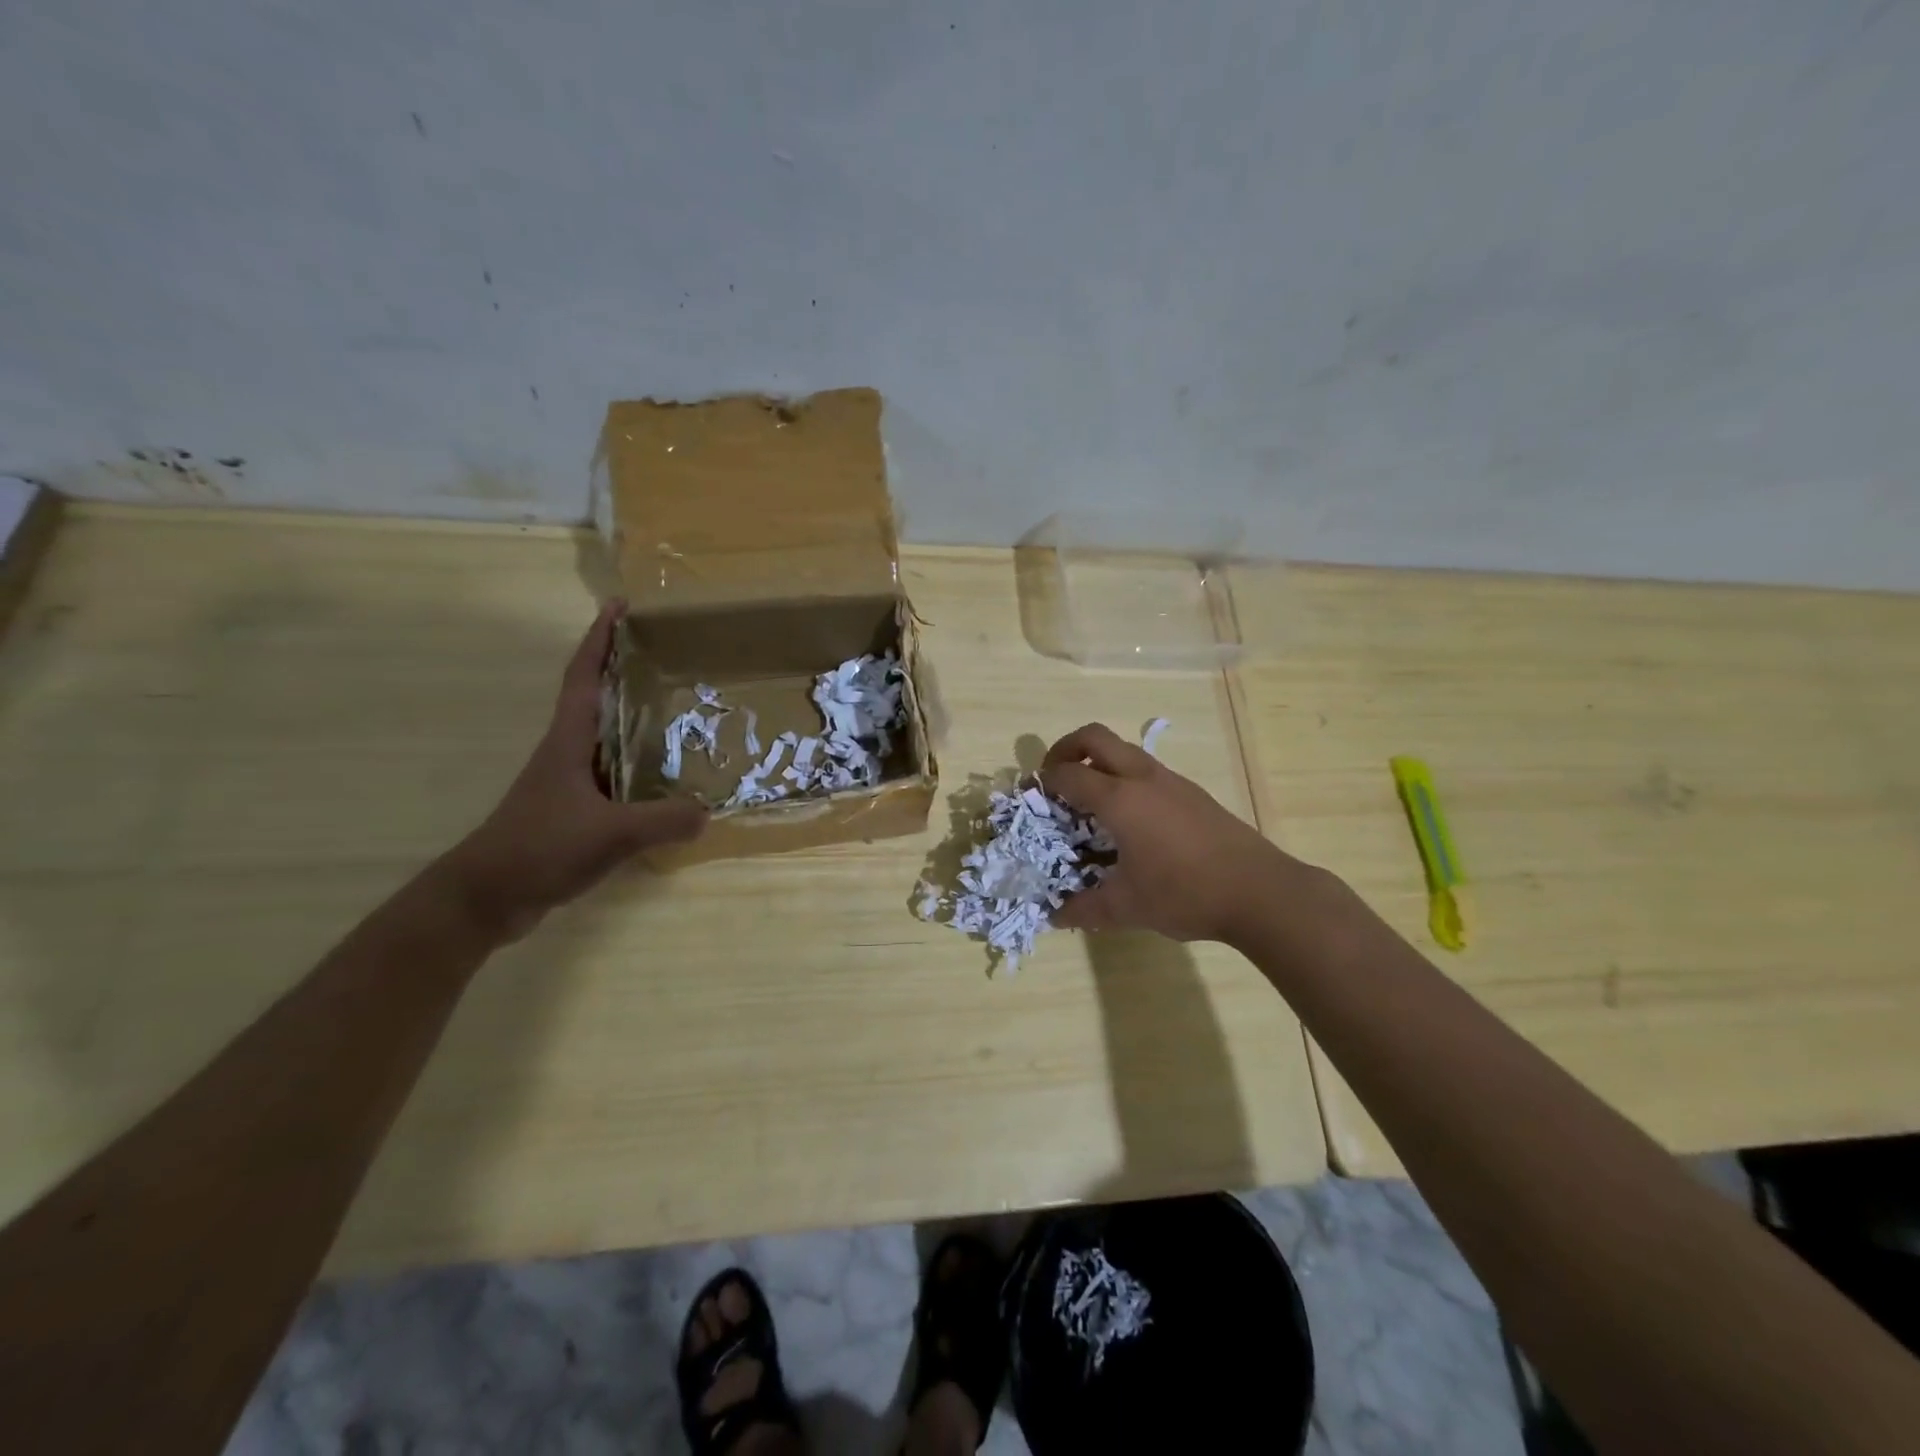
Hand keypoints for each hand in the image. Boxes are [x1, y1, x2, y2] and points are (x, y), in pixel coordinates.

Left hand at [445, 603, 706, 939]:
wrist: (486, 897)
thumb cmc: (539, 848)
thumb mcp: (610, 834)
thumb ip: (663, 821)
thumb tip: (708, 811)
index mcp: (569, 742)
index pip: (584, 677)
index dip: (600, 640)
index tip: (620, 606)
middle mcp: (568, 753)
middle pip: (598, 698)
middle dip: (625, 671)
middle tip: (669, 656)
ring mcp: (568, 783)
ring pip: (607, 738)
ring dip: (635, 719)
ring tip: (679, 711)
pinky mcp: (573, 810)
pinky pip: (614, 775)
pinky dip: (638, 766)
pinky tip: (664, 779)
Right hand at [1040, 722, 1291, 942]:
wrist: (1260, 891)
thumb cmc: (1185, 894)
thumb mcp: (1127, 907)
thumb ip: (1084, 908)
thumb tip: (1054, 916)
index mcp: (1119, 799)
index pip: (1068, 774)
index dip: (1042, 781)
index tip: (1030, 796)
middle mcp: (1142, 778)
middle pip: (1094, 737)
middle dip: (1065, 749)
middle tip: (1054, 778)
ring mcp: (1171, 781)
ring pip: (1123, 750)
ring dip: (1097, 762)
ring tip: (1088, 801)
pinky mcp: (1191, 792)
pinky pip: (1145, 768)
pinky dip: (1123, 777)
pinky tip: (1128, 818)